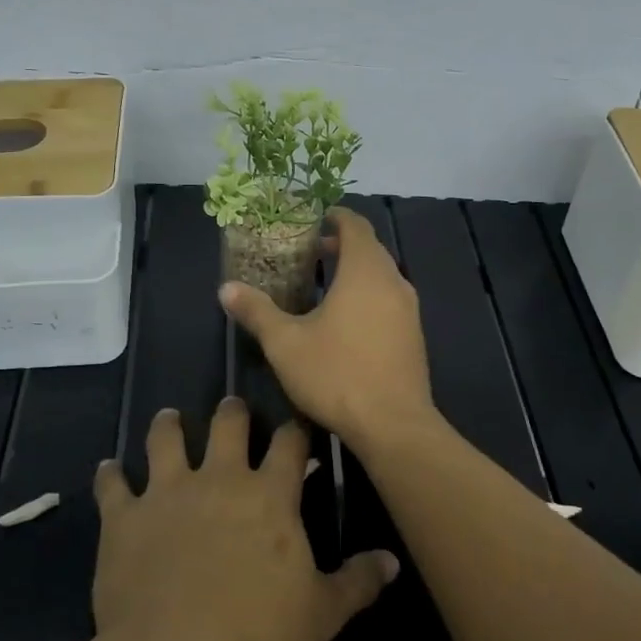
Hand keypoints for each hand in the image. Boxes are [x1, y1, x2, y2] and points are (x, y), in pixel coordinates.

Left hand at [91, 398, 398, 640]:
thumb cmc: (255, 634)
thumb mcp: (321, 614)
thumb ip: (358, 582)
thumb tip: (393, 560)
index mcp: (269, 495)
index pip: (290, 444)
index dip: (296, 430)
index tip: (297, 423)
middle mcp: (220, 479)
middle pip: (228, 426)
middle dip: (233, 412)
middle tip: (232, 406)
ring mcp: (167, 493)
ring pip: (166, 440)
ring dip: (168, 426)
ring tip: (168, 417)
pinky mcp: (124, 517)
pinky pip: (112, 486)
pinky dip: (109, 475)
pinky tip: (107, 468)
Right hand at [219, 207, 436, 450]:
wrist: (393, 424)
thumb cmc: (336, 374)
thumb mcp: (285, 343)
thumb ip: (257, 311)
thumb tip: (226, 288)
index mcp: (365, 271)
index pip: (356, 226)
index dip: (336, 217)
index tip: (314, 219)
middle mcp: (394, 281)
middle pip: (370, 249)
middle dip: (342, 245)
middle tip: (310, 253)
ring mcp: (409, 310)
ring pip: (382, 276)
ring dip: (356, 272)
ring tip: (324, 286)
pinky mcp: (414, 335)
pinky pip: (390, 300)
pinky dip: (369, 295)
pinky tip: (347, 321)